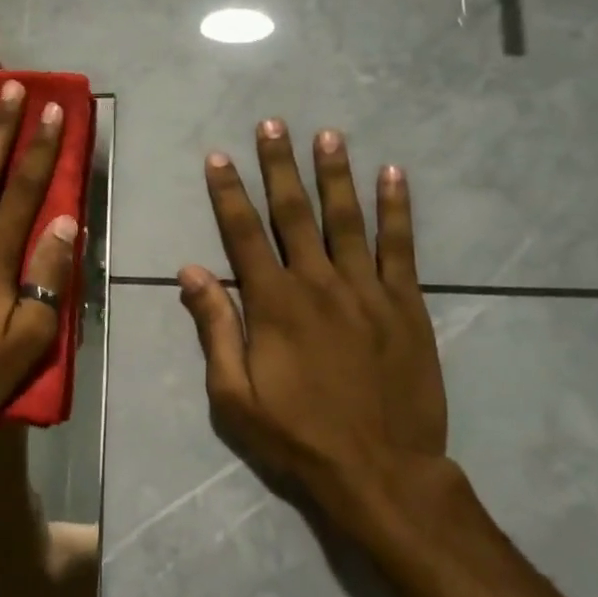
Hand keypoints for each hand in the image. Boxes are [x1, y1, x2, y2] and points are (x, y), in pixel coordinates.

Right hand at [178, 120, 450, 526]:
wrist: (381, 472)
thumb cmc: (297, 436)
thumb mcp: (234, 394)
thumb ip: (215, 327)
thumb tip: (191, 271)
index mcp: (273, 304)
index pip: (243, 234)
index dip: (229, 193)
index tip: (219, 157)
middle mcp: (318, 283)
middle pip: (294, 213)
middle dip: (279, 166)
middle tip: (273, 124)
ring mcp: (366, 291)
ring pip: (347, 219)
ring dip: (335, 174)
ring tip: (329, 135)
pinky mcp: (406, 305)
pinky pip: (401, 247)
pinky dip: (397, 210)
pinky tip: (393, 176)